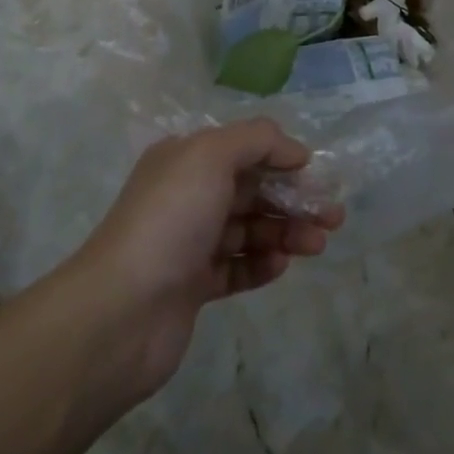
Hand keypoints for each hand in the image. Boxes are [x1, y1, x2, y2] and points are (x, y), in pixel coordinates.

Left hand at [75, 120, 344, 397]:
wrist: (120, 313)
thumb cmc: (170, 218)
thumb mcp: (213, 155)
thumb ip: (258, 140)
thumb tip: (294, 151)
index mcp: (185, 159)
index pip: (244, 150)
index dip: (283, 159)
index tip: (317, 175)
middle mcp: (187, 195)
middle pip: (252, 190)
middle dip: (293, 199)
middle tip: (333, 216)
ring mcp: (189, 244)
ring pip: (249, 229)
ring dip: (286, 232)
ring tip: (317, 244)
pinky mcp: (192, 288)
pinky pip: (237, 268)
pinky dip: (262, 264)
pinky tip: (282, 265)